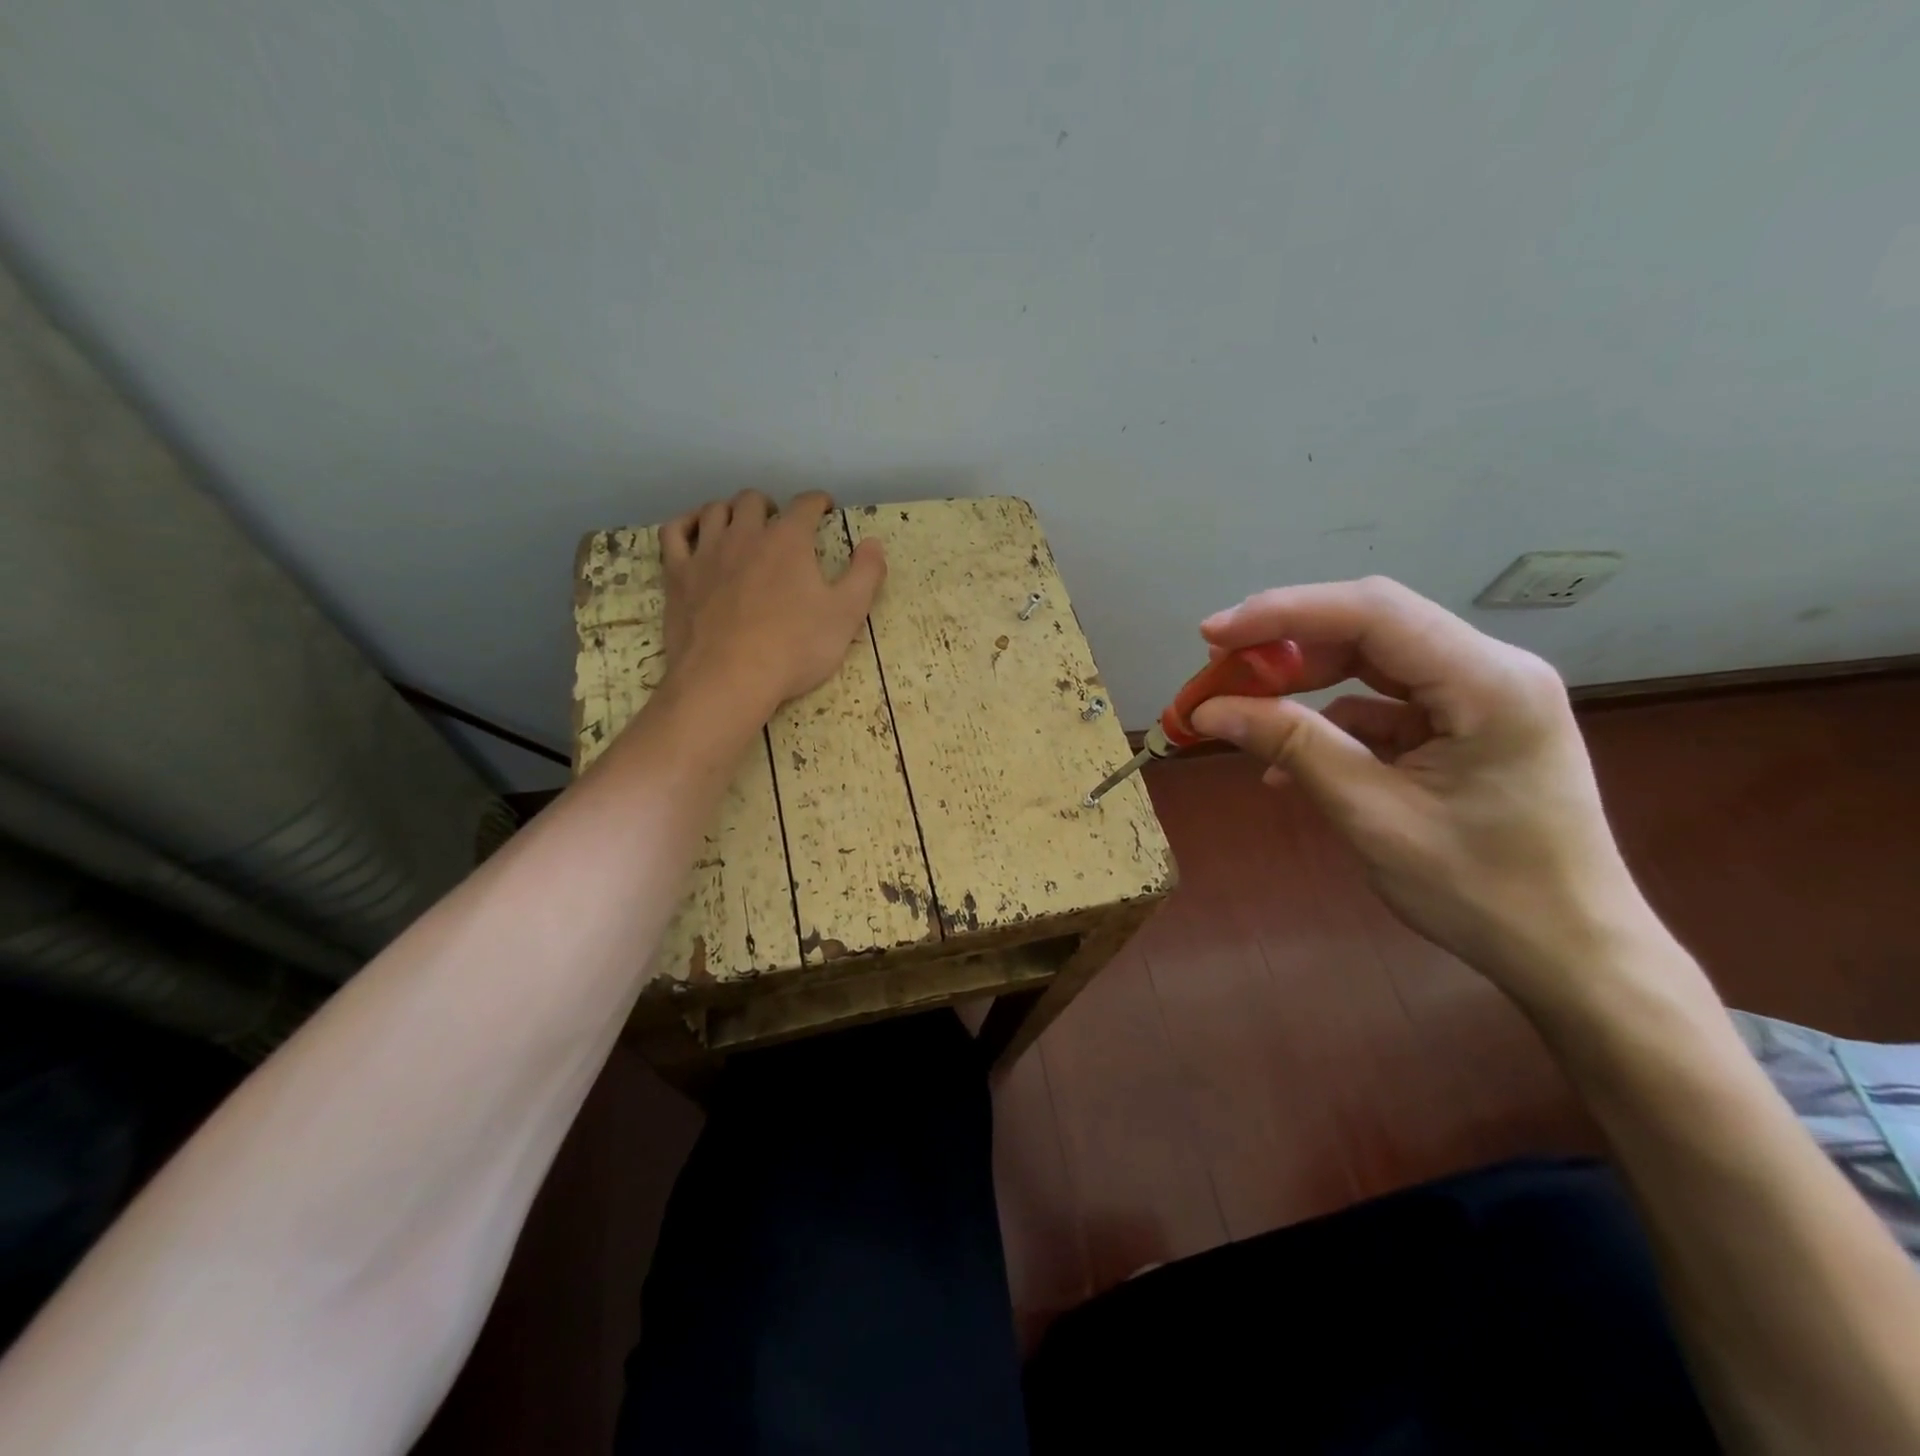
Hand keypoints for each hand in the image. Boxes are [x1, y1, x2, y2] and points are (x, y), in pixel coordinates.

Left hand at [661, 489, 885, 721]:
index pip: (805, 504)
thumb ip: (865, 575)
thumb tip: (874, 542)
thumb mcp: (846, 615)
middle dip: (771, 506)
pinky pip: (674, 533)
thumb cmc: (795, 648)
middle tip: (780, 524)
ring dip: (732, 512)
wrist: (729, 679)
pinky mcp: (678, 575)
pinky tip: (695, 531)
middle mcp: (745, 534)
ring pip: (715, 511)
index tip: (824, 509)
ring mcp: (706, 552)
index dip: (818, 503)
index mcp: (789, 540)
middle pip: (754, 501)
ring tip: (741, 527)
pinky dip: (686, 524)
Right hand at [1190, 577, 1663, 1011]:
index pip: (1371, 612)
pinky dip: (1327, 724)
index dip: (1283, 613)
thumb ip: (1292, 747)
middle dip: (1284, 647)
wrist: (1570, 955)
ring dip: (1300, 683)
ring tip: (1238, 709)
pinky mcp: (1462, 726)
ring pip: (1370, 662)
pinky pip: (1381, 705)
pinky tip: (1285, 762)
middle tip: (1216, 673)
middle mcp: (1489, 669)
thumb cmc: (1482, 891)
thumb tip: (1209, 712)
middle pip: (1369, 627)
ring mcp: (1478, 696)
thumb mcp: (1372, 815)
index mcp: (1487, 681)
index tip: (1212, 636)